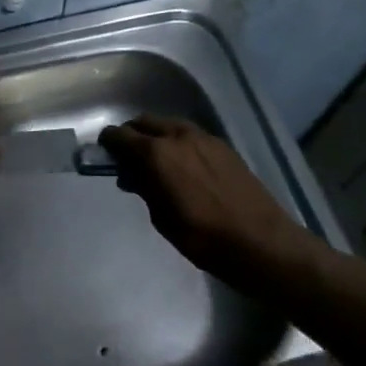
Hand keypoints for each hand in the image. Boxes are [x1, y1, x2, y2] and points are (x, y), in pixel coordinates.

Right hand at [98, 116, 313, 290]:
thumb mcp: (162, 218)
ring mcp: (203, 138)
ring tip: (156, 162)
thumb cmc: (204, 238)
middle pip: (144, 122)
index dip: (108, 142)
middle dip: (132, 135)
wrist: (262, 243)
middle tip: (127, 158)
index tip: (103, 153)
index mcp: (157, 153)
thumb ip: (144, 188)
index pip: (121, 135)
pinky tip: (183, 166)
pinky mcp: (223, 146)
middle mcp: (178, 136)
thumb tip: (133, 175)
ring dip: (156, 136)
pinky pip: (190, 134)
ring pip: (169, 125)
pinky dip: (177, 142)